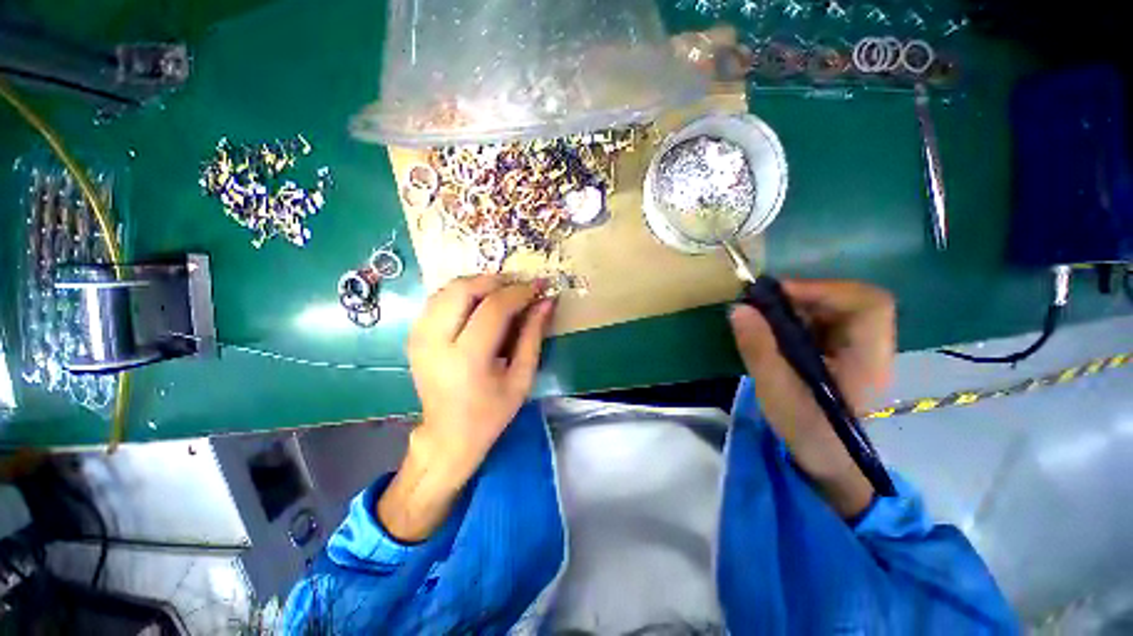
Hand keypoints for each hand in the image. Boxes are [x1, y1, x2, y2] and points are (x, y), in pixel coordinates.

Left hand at [380, 276, 554, 540]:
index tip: (539, 286)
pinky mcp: (413, 335)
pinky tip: (480, 303)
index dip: (519, 292)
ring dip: (479, 284)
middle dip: (497, 281)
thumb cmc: (491, 412)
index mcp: (467, 360)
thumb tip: (546, 301)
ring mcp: (418, 337)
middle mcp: (435, 343)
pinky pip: (438, 299)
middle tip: (520, 288)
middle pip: (464, 289)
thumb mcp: (522, 377)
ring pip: (448, 288)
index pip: (494, 309)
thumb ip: (534, 335)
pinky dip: (462, 293)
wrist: (449, 434)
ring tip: (503, 294)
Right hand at [728, 279, 894, 517]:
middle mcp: (869, 346)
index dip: (826, 290)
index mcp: (866, 358)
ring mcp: (856, 347)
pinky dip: (795, 316)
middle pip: (850, 299)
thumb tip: (739, 309)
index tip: (780, 295)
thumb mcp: (775, 391)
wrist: (824, 457)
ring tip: (764, 315)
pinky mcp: (840, 350)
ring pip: (834, 306)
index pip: (868, 304)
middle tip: (765, 303)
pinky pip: (822, 319)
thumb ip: (759, 348)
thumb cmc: (806, 429)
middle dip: (805, 294)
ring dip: (797, 304)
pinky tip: (773, 329)